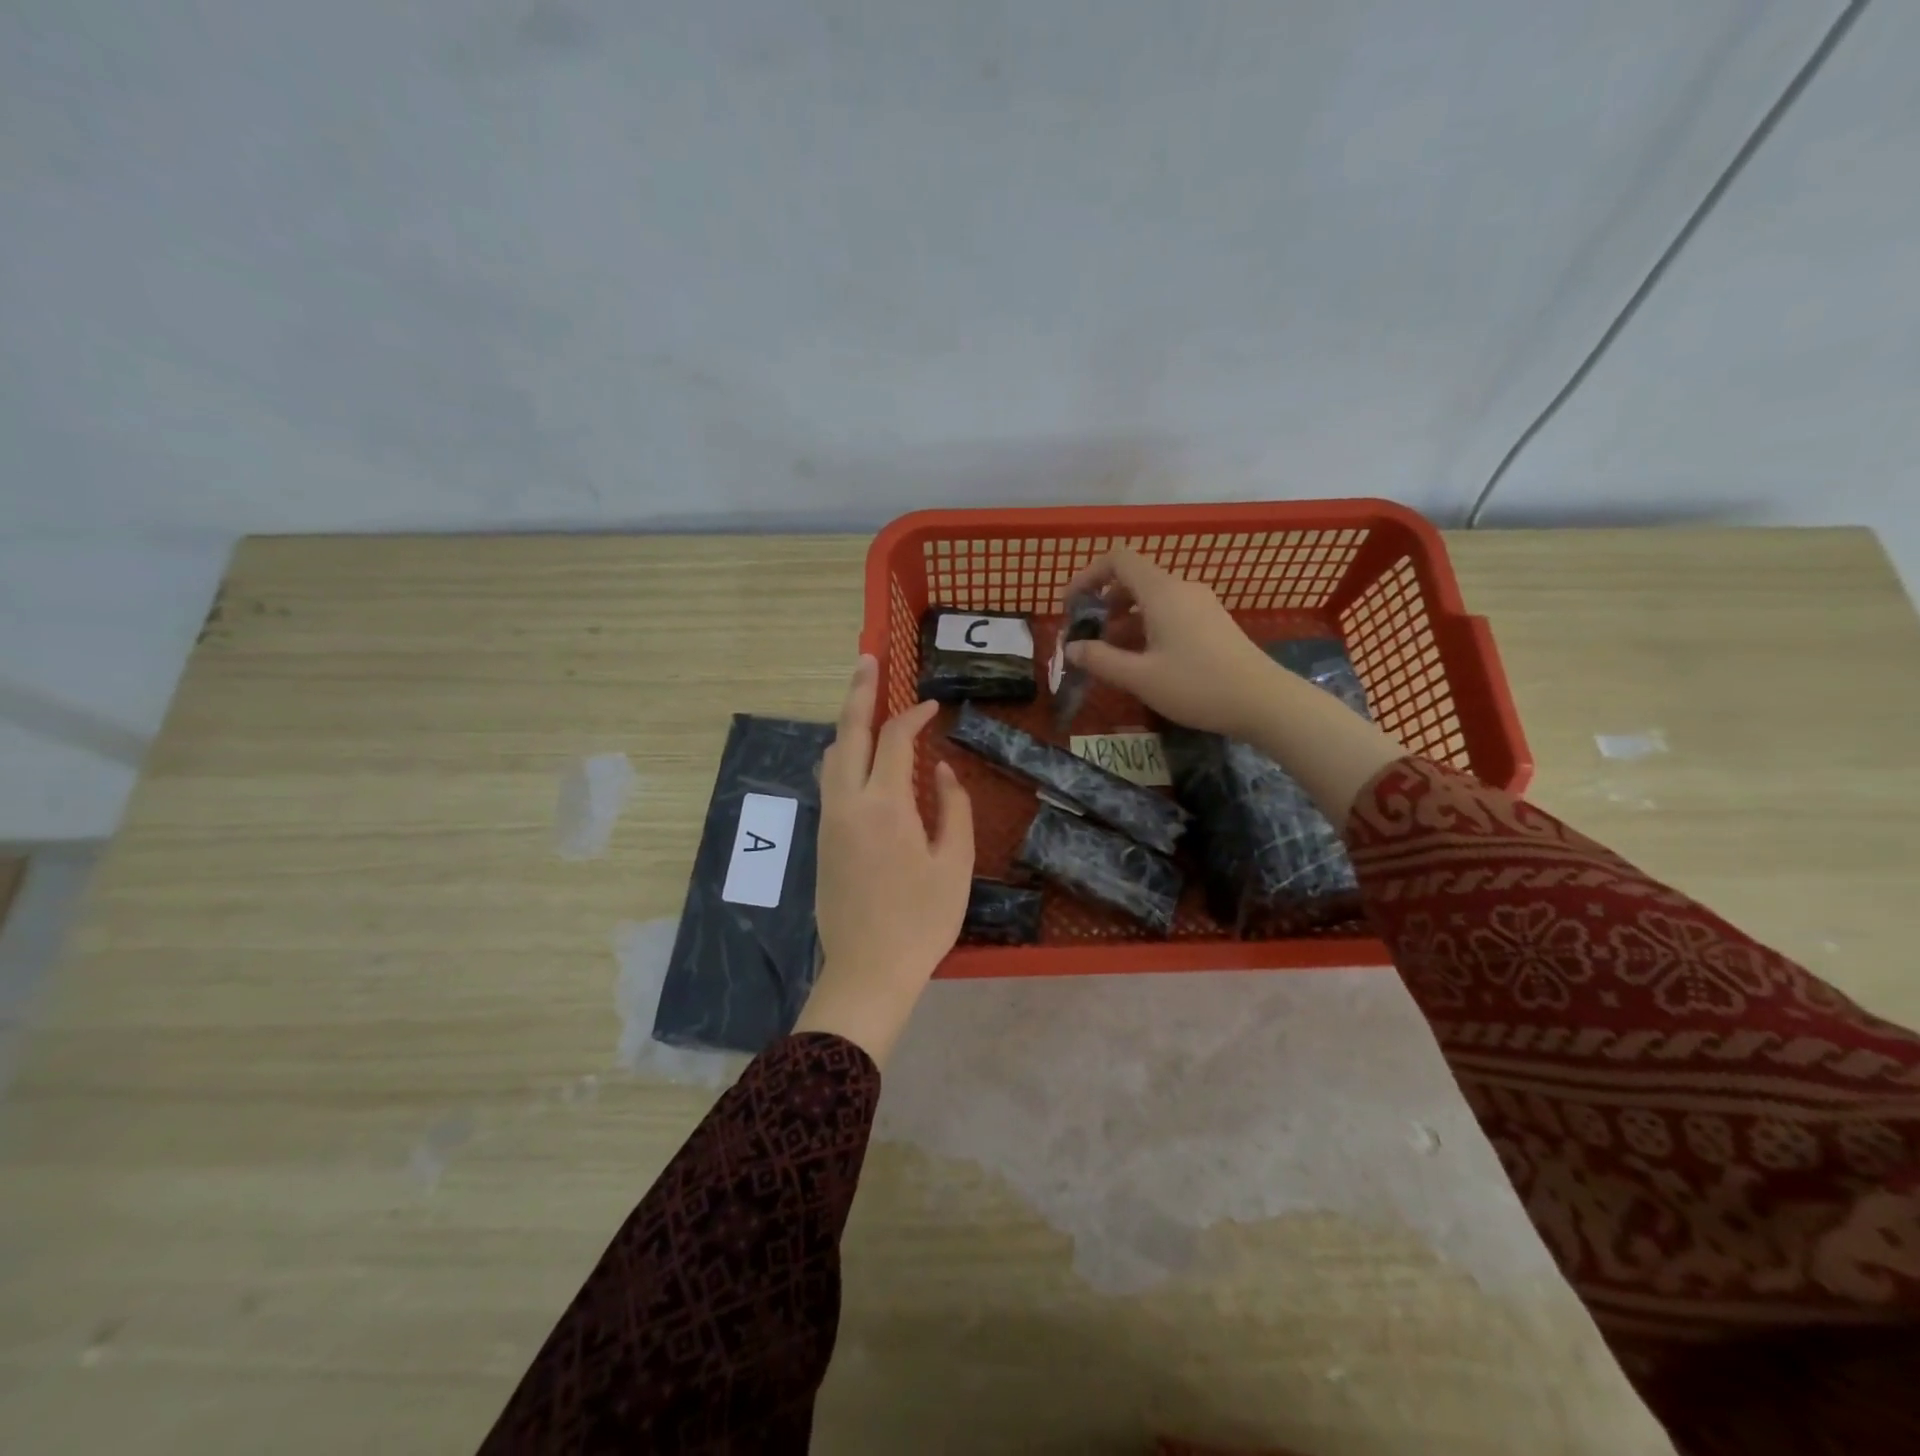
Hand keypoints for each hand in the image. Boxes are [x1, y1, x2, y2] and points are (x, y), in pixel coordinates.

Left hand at [795, 655, 973, 1067]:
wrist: (868, 969)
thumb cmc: (921, 919)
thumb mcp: (954, 863)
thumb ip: (952, 807)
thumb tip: (940, 768)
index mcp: (884, 805)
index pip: (895, 739)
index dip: (913, 715)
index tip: (933, 706)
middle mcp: (847, 802)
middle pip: (847, 733)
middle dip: (858, 692)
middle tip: (866, 658)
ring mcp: (828, 819)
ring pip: (831, 756)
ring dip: (846, 725)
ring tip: (863, 704)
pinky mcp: (821, 838)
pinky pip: (829, 780)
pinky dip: (843, 755)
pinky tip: (859, 757)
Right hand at [1068, 548, 1408, 824]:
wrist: (1263, 702)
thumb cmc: (1197, 685)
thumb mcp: (1139, 677)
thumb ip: (1100, 660)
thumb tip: (1071, 648)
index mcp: (1162, 592)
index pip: (1118, 559)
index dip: (1089, 575)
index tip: (1072, 605)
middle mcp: (1181, 588)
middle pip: (1134, 578)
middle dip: (1104, 601)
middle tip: (1088, 633)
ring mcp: (1201, 604)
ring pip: (1152, 598)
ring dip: (1125, 618)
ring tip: (1110, 652)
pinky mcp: (1212, 622)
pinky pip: (1170, 612)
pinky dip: (1147, 626)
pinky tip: (1143, 659)